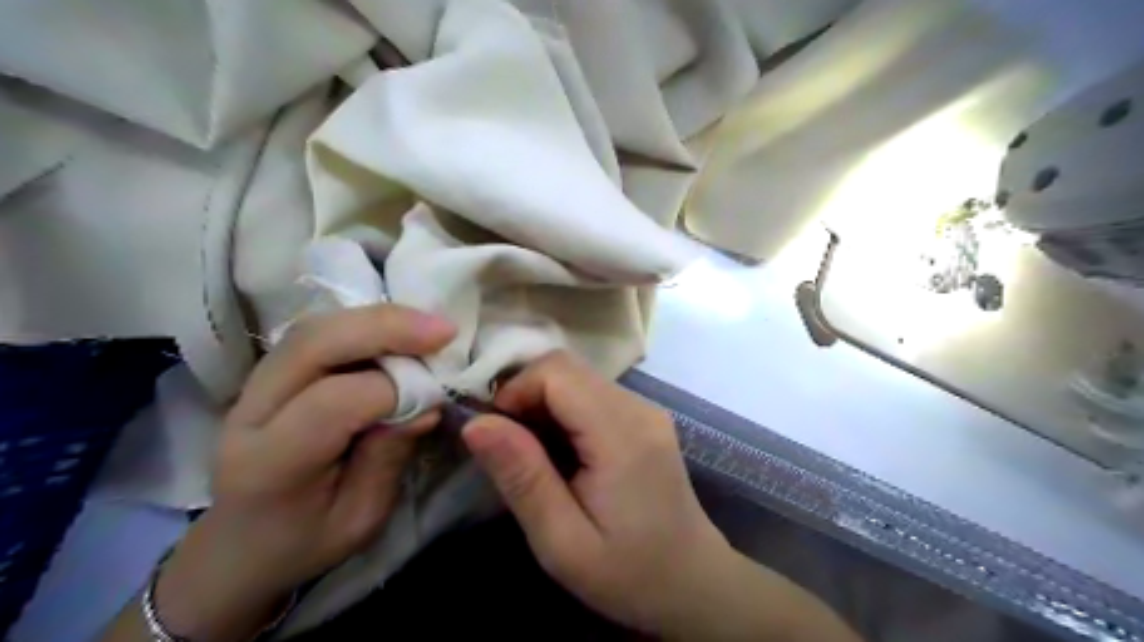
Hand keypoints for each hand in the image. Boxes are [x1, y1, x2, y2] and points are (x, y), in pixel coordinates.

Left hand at [150, 305, 455, 641]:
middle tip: (444, 331)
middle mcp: (250, 411)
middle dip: (386, 328)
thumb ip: (389, 456)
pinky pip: (318, 332)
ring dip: (378, 319)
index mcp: (270, 463)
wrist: (240, 546)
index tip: (438, 394)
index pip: (333, 402)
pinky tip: (398, 331)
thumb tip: (428, 402)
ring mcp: (253, 385)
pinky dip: (364, 324)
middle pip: (314, 344)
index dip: (394, 389)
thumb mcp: (360, 518)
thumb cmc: (304, 542)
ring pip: (315, 328)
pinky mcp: (269, 373)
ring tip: (428, 328)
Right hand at [460, 353, 862, 640]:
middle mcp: (638, 407)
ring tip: (534, 456)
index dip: (516, 391)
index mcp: (622, 434)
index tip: (497, 435)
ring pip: (577, 377)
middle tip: (510, 448)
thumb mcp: (562, 541)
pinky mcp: (644, 418)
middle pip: (567, 367)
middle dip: (525, 394)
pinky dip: (563, 411)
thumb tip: (476, 423)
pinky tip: (561, 453)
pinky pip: (592, 394)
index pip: (557, 372)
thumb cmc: (628, 573)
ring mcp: (645, 409)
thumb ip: (521, 477)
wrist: (693, 583)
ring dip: (543, 404)